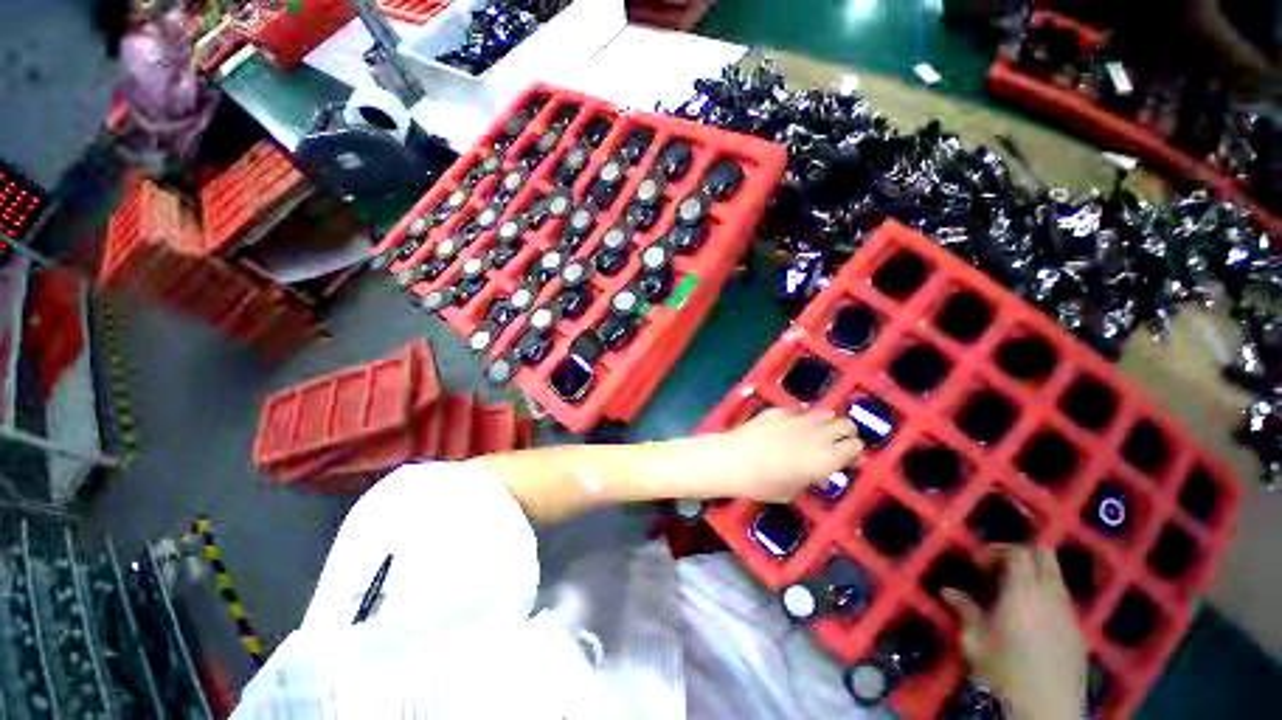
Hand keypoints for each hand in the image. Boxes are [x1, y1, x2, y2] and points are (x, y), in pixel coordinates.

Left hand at [673, 409, 862, 501]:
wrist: (731, 460)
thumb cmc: (761, 484)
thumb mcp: (792, 491)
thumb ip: (810, 477)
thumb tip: (816, 470)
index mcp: (825, 459)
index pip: (856, 446)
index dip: (853, 451)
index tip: (846, 457)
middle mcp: (818, 435)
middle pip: (846, 424)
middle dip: (845, 433)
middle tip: (835, 442)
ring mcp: (798, 419)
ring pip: (826, 413)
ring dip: (826, 422)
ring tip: (816, 432)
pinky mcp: (780, 410)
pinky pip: (800, 410)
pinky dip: (802, 417)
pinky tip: (791, 425)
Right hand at [942, 547, 1085, 719]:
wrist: (1047, 709)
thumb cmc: (1004, 670)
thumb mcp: (975, 640)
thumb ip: (964, 610)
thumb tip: (946, 590)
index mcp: (1023, 591)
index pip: (1018, 552)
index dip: (996, 550)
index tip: (978, 563)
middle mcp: (1050, 594)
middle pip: (1043, 555)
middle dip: (1019, 554)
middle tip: (997, 568)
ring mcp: (1069, 613)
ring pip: (1055, 576)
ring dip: (1034, 575)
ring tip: (1012, 593)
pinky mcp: (1078, 631)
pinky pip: (1062, 599)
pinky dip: (1045, 595)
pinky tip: (1030, 618)